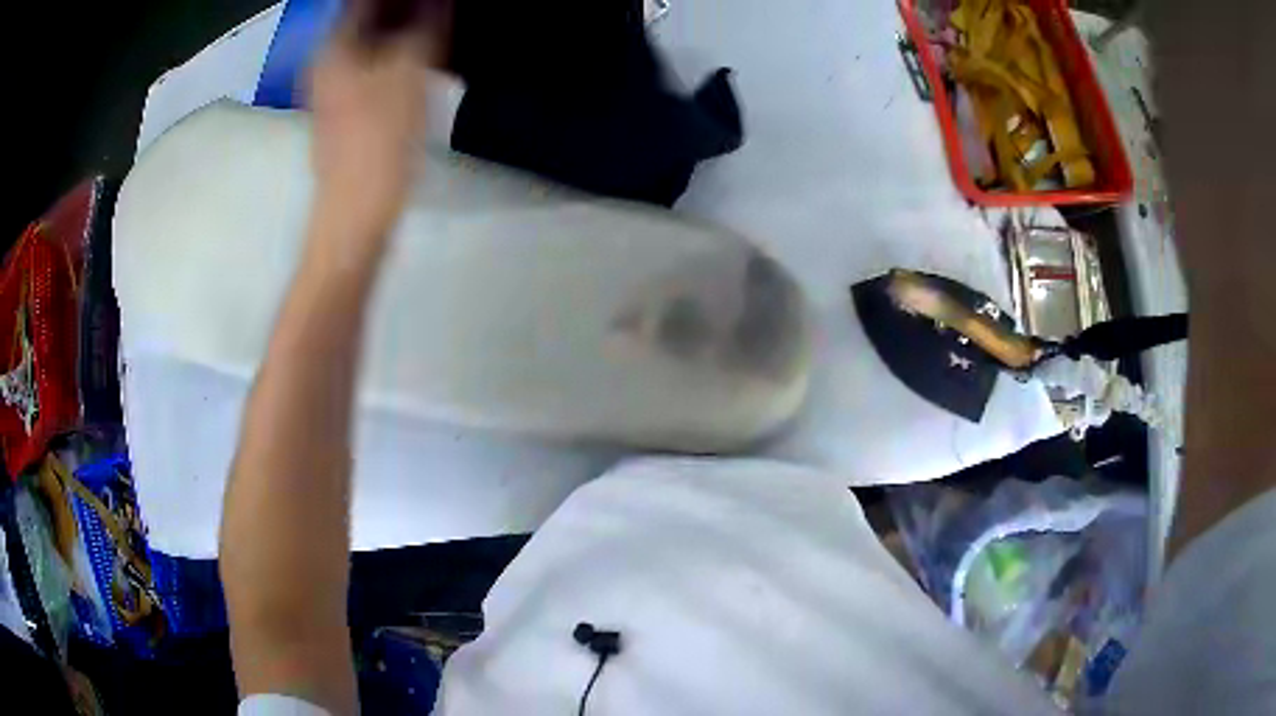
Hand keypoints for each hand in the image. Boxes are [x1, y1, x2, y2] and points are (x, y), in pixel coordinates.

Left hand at [308, 18, 432, 234]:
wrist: (356, 212)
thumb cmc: (378, 138)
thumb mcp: (408, 71)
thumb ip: (425, 26)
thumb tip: (435, 3)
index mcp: (333, 49)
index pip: (361, 3)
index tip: (425, 1)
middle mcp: (326, 65)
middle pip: (365, 21)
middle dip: (400, 10)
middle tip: (435, 10)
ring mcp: (332, 92)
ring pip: (369, 46)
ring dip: (400, 33)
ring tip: (435, 27)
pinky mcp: (345, 114)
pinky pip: (371, 70)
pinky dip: (395, 58)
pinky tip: (419, 60)